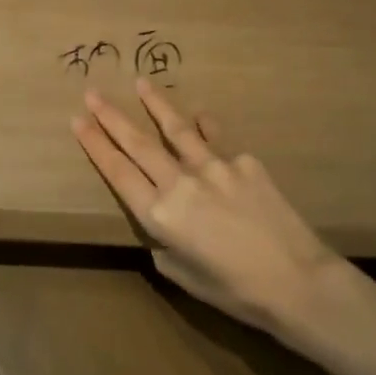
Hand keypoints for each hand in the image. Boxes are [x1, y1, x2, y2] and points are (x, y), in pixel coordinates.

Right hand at [72, 79, 347, 333]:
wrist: (298, 281)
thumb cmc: (236, 291)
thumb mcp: (184, 276)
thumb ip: (164, 244)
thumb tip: (164, 223)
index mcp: (160, 215)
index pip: (118, 171)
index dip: (95, 144)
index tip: (77, 120)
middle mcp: (180, 182)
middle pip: (138, 143)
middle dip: (111, 116)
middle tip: (92, 93)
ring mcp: (214, 166)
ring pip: (176, 128)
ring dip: (156, 103)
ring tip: (141, 82)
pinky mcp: (244, 161)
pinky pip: (217, 140)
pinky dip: (205, 128)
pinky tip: (200, 117)